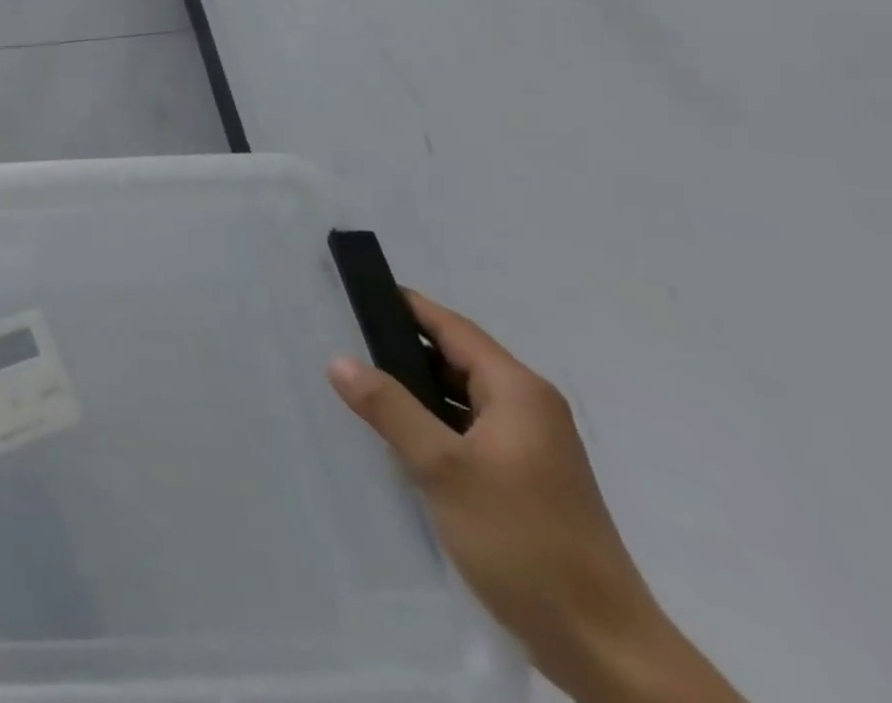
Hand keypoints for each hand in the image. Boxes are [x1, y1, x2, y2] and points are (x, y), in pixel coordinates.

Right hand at [327, 292, 743, 702]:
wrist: (606, 652)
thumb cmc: (525, 543)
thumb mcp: (444, 469)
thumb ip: (390, 408)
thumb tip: (339, 359)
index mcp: (518, 392)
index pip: (451, 327)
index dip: (403, 306)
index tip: (353, 294)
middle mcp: (528, 409)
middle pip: (454, 358)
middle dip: (400, 349)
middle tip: (340, 339)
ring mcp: (529, 447)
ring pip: (458, 397)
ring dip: (413, 390)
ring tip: (355, 384)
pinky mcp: (523, 480)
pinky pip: (465, 430)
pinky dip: (431, 424)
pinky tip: (393, 437)